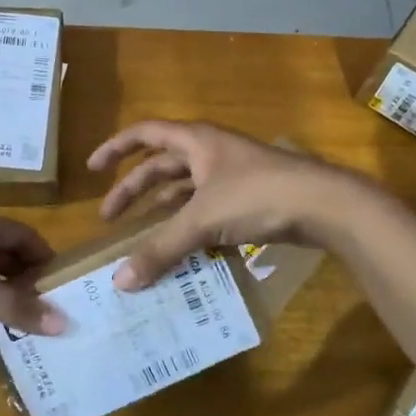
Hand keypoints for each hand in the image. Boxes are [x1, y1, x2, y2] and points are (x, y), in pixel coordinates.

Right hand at [87, 120, 352, 288]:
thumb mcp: (203, 220)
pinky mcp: (248, 199)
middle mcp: (210, 152)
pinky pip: (206, 210)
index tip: (92, 170)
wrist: (324, 204)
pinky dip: (190, 226)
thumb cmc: (258, 195)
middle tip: (110, 220)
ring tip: (141, 239)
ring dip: (162, 212)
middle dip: (134, 191)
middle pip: (161, 167)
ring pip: (185, 191)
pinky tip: (182, 251)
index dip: (115, 149)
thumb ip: (161, 249)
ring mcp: (231, 175)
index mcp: (196, 141)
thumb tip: (120, 282)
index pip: (144, 134)